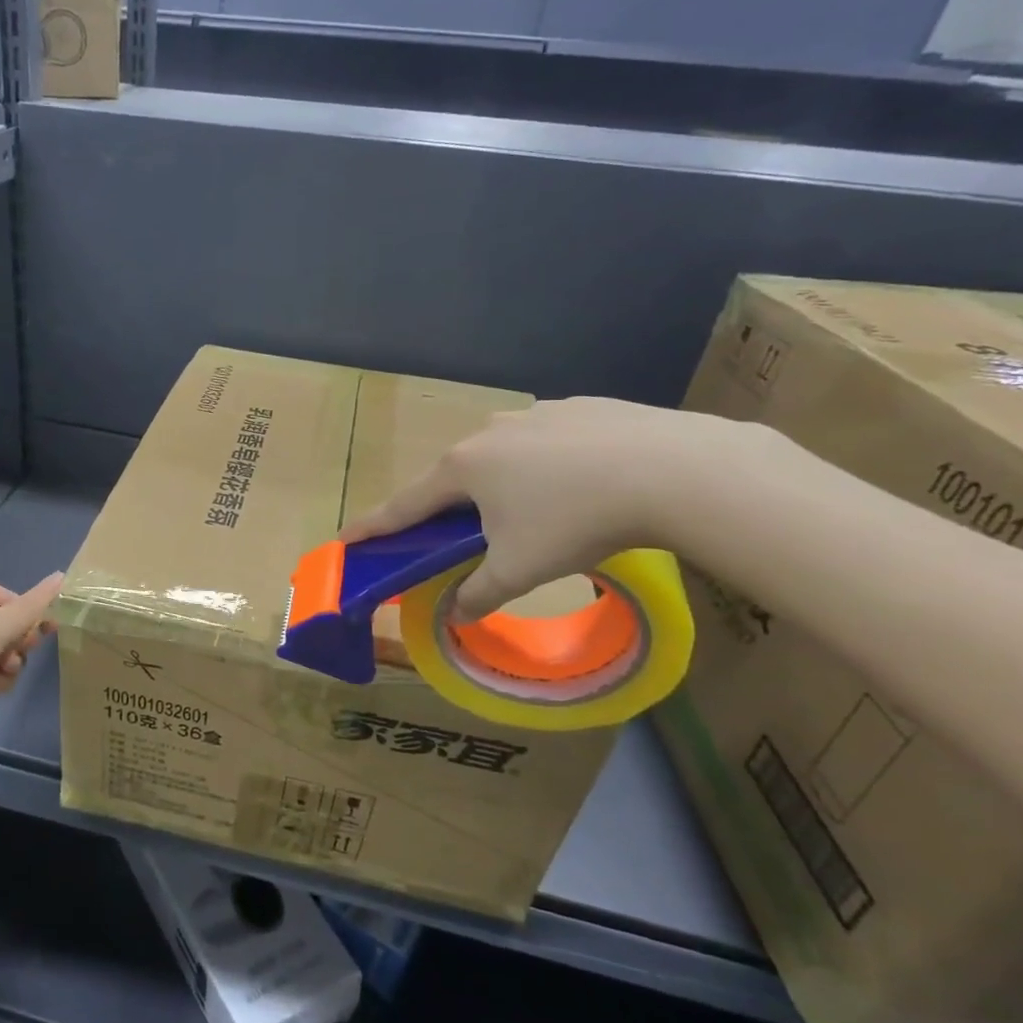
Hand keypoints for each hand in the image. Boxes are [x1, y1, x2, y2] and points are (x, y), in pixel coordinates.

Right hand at [340, 398, 753, 617]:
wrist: (674, 470)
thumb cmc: (576, 521)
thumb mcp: (519, 569)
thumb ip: (479, 593)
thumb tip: (455, 615)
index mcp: (463, 468)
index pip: (405, 504)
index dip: (375, 525)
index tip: (348, 536)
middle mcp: (489, 432)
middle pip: (454, 477)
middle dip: (450, 507)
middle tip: (458, 535)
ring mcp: (536, 414)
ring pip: (503, 456)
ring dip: (502, 485)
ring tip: (536, 514)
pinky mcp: (581, 407)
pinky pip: (547, 442)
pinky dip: (548, 466)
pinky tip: (581, 485)